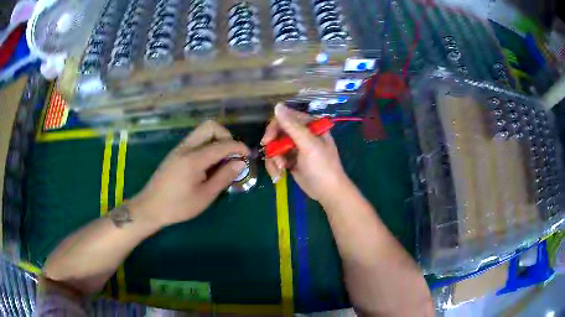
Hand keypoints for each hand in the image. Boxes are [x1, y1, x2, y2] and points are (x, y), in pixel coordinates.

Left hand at [130, 120, 248, 227]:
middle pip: (210, 126)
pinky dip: (206, 145)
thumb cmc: (178, 206)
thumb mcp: (205, 196)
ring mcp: (179, 149)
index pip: (222, 144)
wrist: (150, 207)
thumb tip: (240, 162)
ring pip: (201, 132)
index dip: (238, 147)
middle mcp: (186, 147)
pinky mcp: (175, 153)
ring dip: (216, 140)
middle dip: (226, 136)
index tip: (248, 155)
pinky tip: (208, 164)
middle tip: (232, 154)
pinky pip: (195, 141)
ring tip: (222, 161)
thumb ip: (223, 177)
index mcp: (194, 158)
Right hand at [262, 103, 350, 202]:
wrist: (327, 192)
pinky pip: (276, 158)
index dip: (274, 127)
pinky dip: (275, 166)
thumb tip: (277, 105)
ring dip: (274, 159)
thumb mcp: (308, 145)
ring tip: (280, 169)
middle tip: (271, 155)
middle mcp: (302, 134)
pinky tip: (279, 175)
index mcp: (310, 126)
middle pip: (278, 132)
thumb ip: (292, 126)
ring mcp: (296, 148)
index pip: (287, 118)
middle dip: (273, 146)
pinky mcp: (290, 160)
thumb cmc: (322, 166)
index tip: (267, 140)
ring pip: (275, 146)